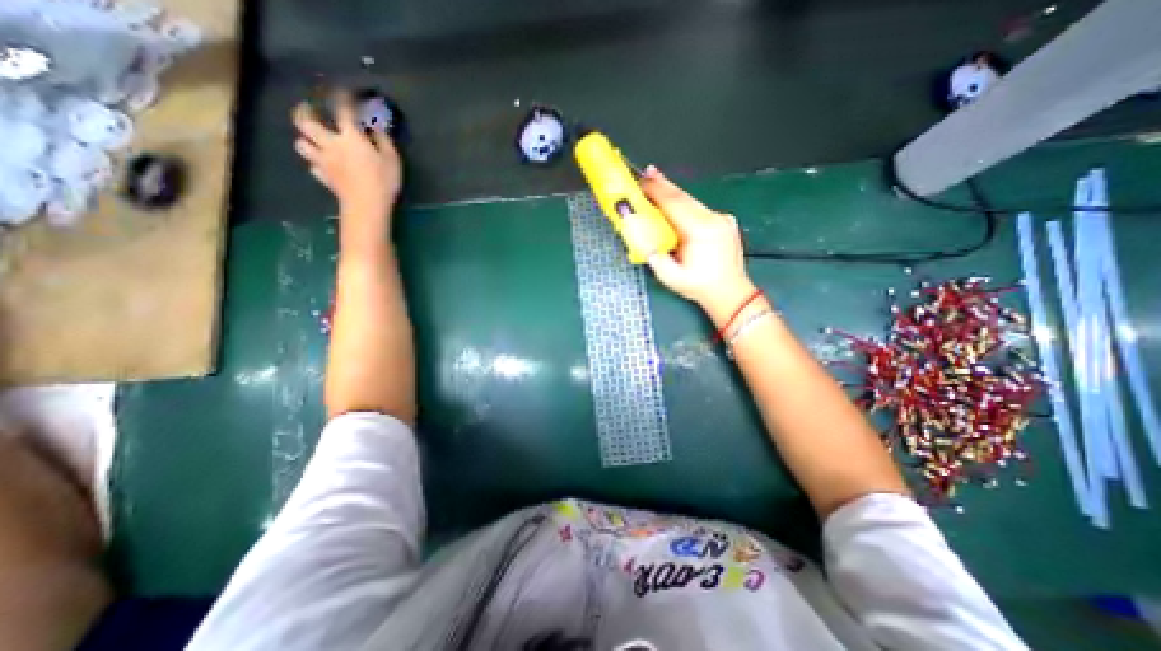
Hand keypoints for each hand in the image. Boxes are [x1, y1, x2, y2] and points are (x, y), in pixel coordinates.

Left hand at [292, 93, 402, 221]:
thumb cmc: (383, 181)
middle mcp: (330, 144)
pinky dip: (316, 164)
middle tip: (308, 108)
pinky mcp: (324, 178)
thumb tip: (375, 127)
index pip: (343, 111)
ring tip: (312, 139)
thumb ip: (383, 140)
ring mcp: (324, 162)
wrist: (367, 206)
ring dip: (305, 139)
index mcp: (350, 137)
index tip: (345, 93)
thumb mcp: (391, 159)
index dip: (343, 99)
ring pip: (301, 144)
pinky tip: (323, 165)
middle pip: (305, 123)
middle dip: (304, 112)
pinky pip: (313, 167)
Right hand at [639, 166, 757, 321]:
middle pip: (684, 197)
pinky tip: (675, 203)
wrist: (730, 293)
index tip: (642, 181)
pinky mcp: (725, 221)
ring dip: (673, 193)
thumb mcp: (670, 277)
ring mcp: (722, 219)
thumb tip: (640, 237)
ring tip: (657, 182)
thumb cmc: (700, 287)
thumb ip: (653, 256)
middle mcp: (713, 219)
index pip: (674, 204)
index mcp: (700, 231)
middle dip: (664, 184)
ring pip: (692, 201)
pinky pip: (700, 209)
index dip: (657, 191)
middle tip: (648, 172)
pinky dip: (685, 204)